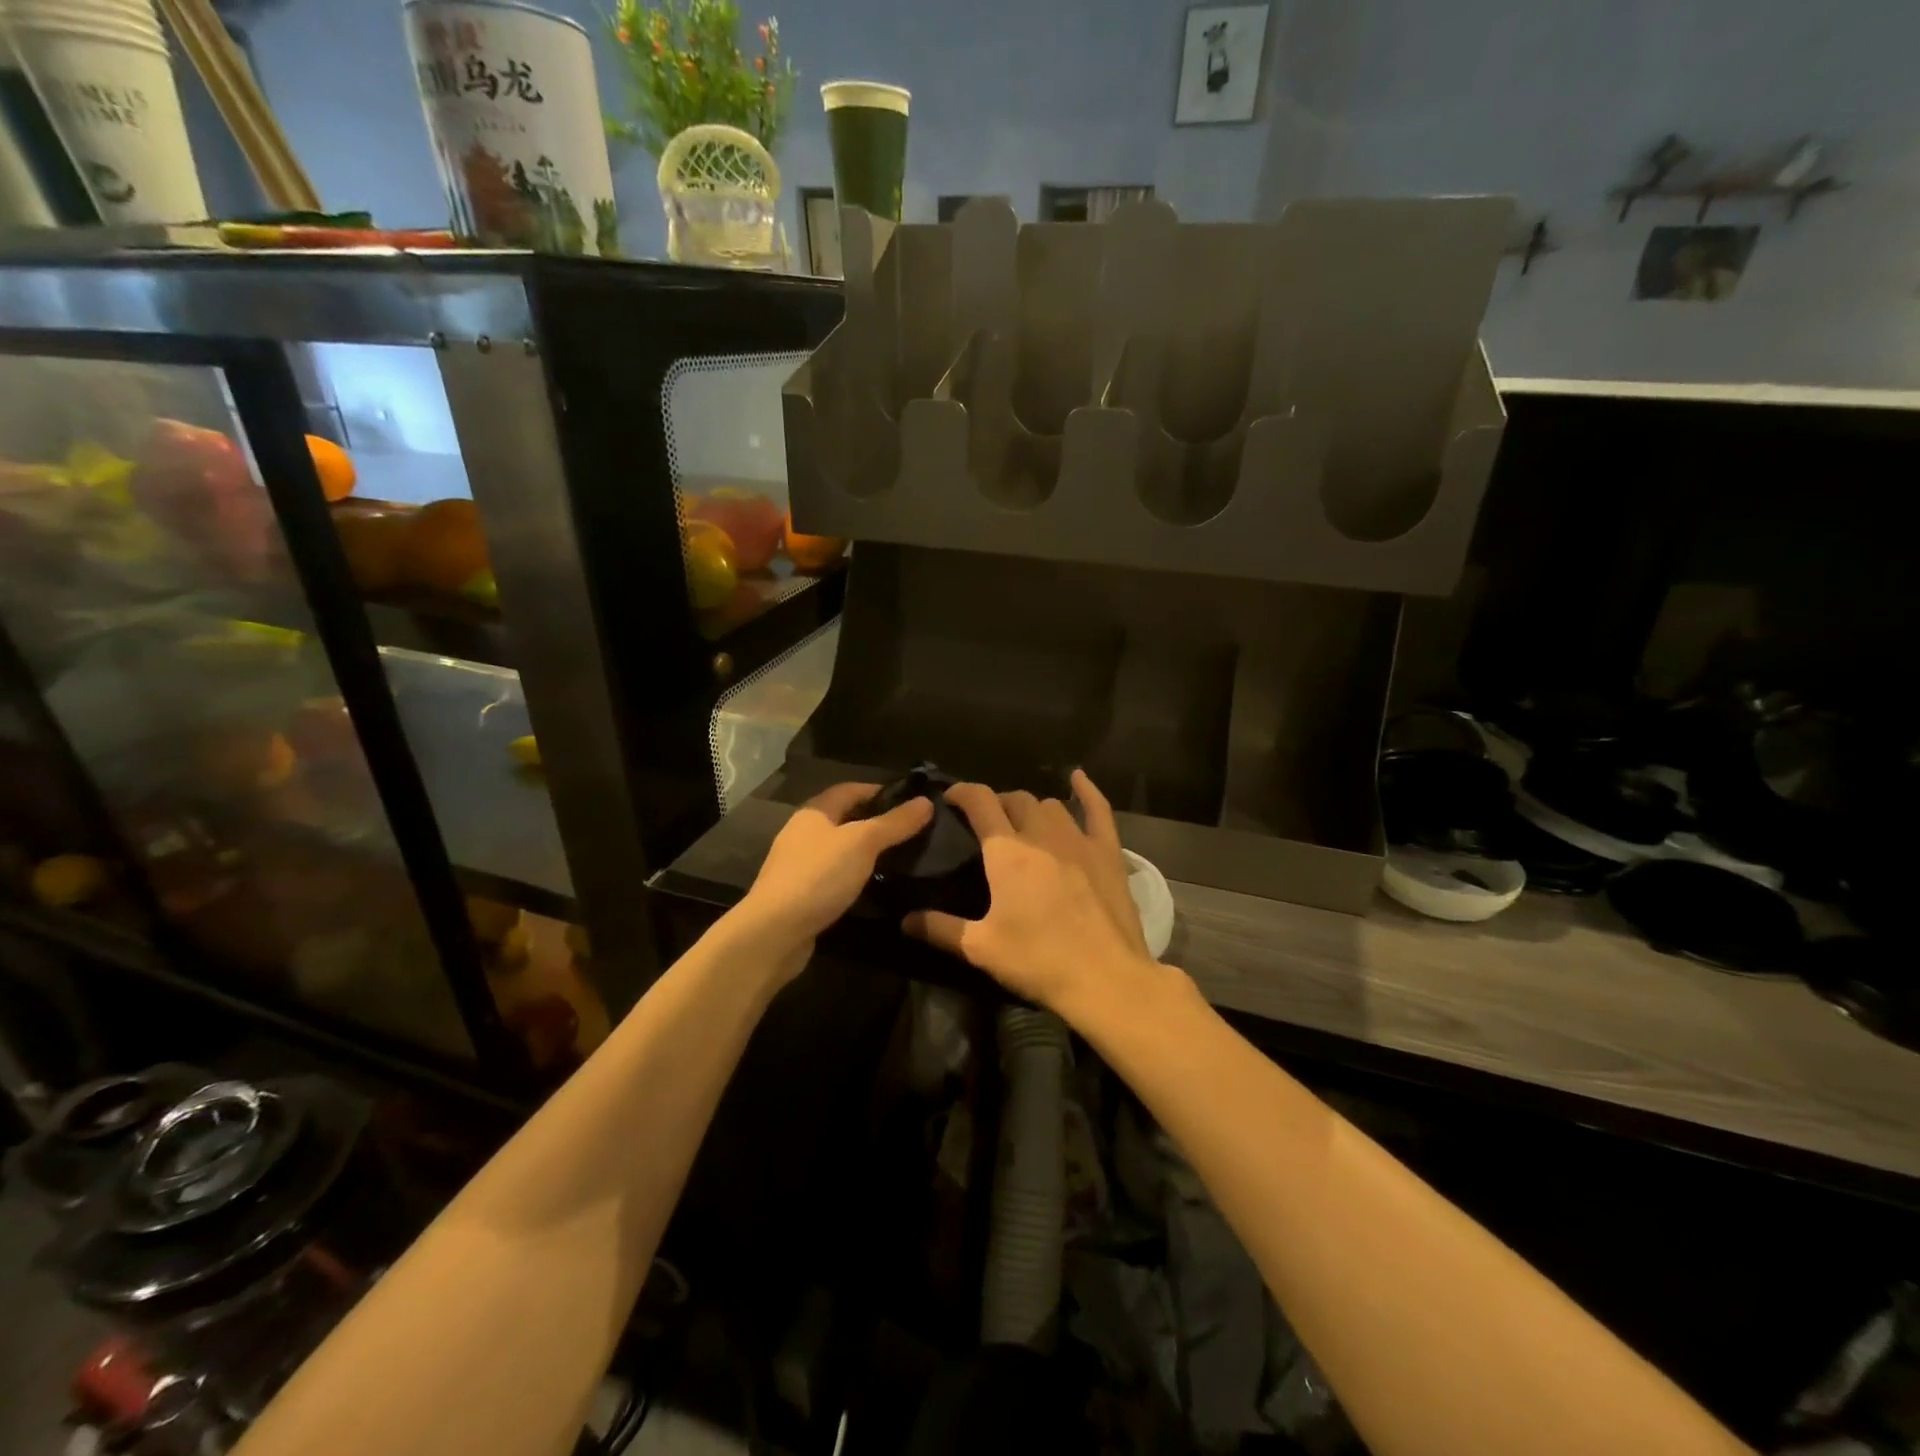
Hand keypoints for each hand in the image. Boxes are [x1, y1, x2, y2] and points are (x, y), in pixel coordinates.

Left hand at [737, 782, 933, 970]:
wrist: (774, 932)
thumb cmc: (818, 876)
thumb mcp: (863, 843)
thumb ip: (895, 823)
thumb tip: (926, 801)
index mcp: (814, 812)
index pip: (851, 789)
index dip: (881, 791)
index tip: (913, 801)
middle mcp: (804, 833)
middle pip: (846, 819)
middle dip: (877, 822)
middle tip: (913, 831)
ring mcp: (800, 865)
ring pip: (841, 850)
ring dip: (867, 852)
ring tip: (902, 858)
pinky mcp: (802, 894)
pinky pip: (836, 876)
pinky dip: (856, 876)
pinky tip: (875, 886)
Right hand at [906, 770, 1157, 1015]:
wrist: (1105, 978)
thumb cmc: (1038, 961)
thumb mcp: (981, 948)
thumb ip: (941, 929)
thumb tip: (905, 920)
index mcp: (1007, 852)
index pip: (980, 802)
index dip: (962, 793)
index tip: (949, 798)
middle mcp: (1041, 834)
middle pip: (1015, 800)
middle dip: (997, 804)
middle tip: (986, 824)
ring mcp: (1079, 840)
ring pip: (1050, 805)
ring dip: (1032, 808)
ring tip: (1023, 824)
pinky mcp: (1108, 853)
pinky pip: (1098, 810)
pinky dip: (1087, 791)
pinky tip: (1077, 779)